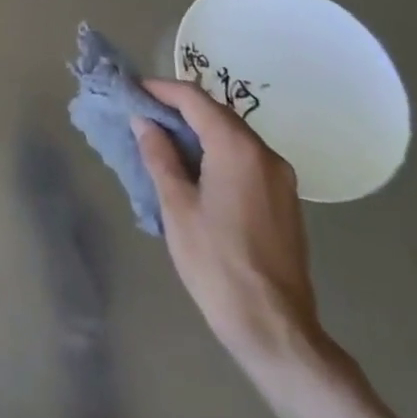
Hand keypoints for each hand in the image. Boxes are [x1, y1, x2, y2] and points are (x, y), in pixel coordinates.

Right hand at [131, 79, 324, 372]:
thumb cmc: (216, 262)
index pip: (194, 98)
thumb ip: (159, 155)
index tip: (132, 90)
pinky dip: (216, 151)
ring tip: (161, 140)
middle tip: (142, 114)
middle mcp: (265, 154)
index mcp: (238, 148)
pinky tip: (193, 168)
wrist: (275, 328)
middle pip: (217, 113)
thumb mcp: (176, 205)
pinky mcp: (284, 200)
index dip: (161, 89)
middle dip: (178, 108)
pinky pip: (245, 158)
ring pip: (232, 135)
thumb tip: (145, 122)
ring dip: (197, 130)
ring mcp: (280, 178)